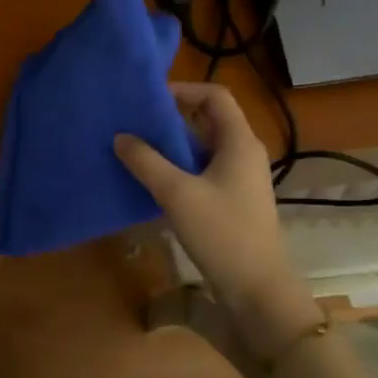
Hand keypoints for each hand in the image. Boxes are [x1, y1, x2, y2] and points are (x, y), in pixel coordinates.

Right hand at [115, 83, 297, 315]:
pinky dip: (178, 168)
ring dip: (172, 145)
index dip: (183, 89)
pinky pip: (202, 170)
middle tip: (134, 122)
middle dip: (171, 117)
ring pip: (203, 147)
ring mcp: (239, 178)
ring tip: (135, 148)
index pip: (214, 95)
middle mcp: (243, 153)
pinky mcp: (232, 199)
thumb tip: (120, 137)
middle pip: (208, 119)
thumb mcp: (177, 193)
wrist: (257, 288)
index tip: (149, 99)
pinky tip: (151, 180)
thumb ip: (146, 161)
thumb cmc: (222, 232)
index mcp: (239, 141)